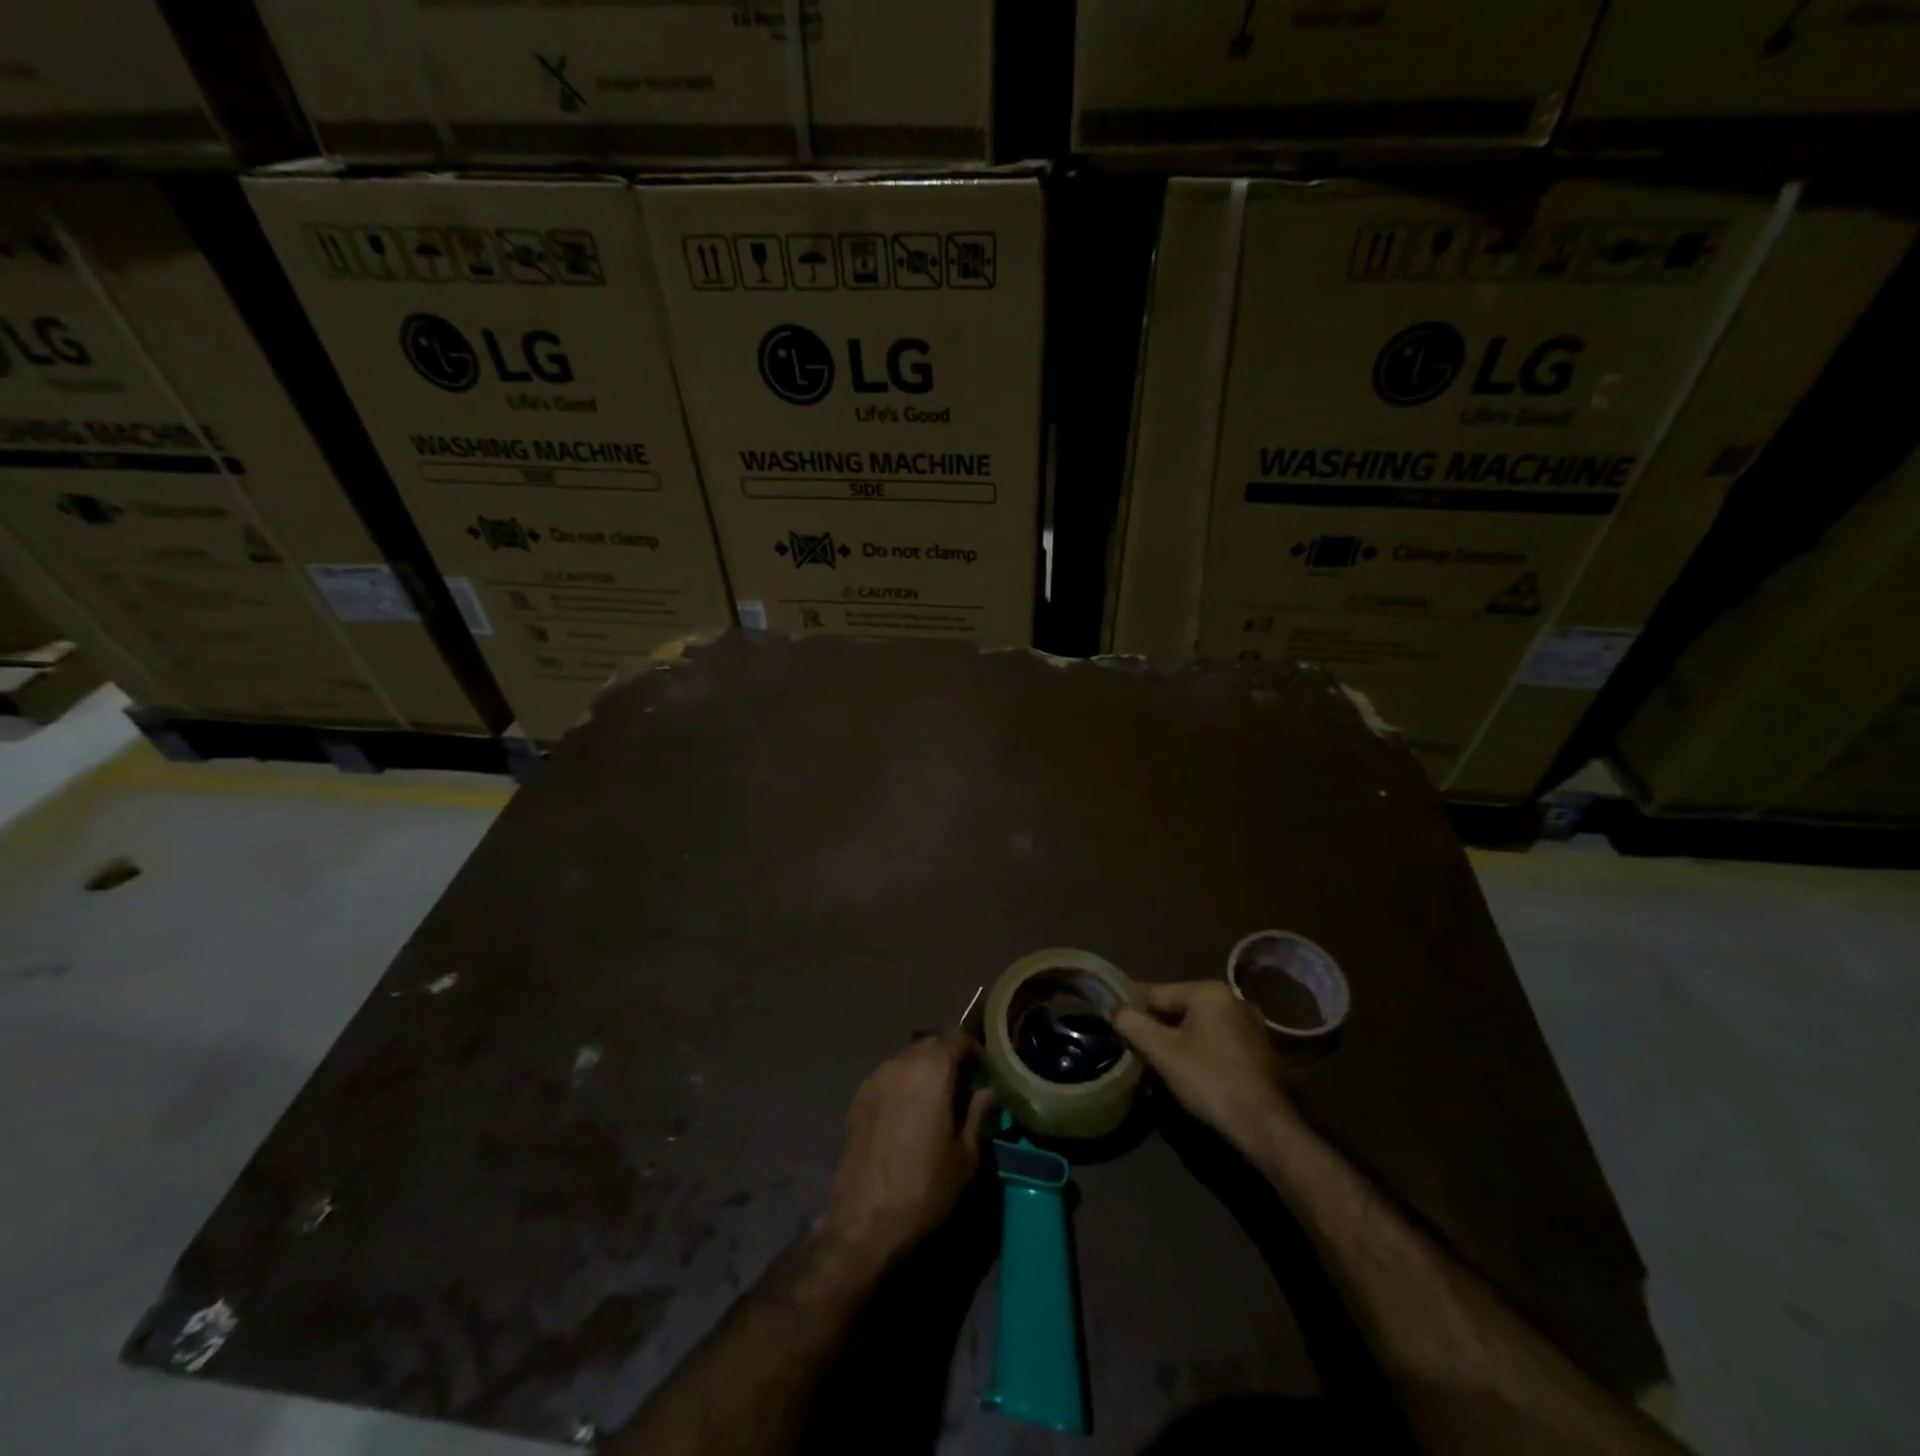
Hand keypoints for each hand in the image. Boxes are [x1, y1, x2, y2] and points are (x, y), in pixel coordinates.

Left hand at [820, 1032, 995, 1262]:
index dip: (975, 1052)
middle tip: (964, 1088)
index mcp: (931, 1069)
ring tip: (936, 1103)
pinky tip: (908, 1117)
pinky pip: (887, 1079)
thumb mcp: (965, 1155)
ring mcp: (874, 1078)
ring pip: (907, 1060)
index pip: (957, 1038)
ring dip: (924, 1072)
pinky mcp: (856, 1099)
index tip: (985, 1075)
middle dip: (950, 1059)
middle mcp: (900, 1062)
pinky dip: (903, 1086)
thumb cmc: (925, 1187)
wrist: (864, 1222)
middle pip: (931, 1045)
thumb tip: (989, 1092)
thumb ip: (978, 1114)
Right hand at [1115, 981, 1298, 1152]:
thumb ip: (1132, 1024)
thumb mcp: (1162, 1051)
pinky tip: (1189, 1073)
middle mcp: (1231, 998)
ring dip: (1175, 1042)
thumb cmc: (1210, 1080)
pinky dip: (1197, 1051)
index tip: (1114, 1027)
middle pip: (1176, 1008)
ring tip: (1158, 1065)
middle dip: (1155, 1028)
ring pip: (1195, 1026)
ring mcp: (1248, 1023)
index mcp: (1208, 991)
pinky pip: (1214, 1040)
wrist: (1264, 1126)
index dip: (1132, 1010)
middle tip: (1136, 1052)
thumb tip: (1115, 1009)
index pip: (1155, 993)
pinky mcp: (1256, 1048)